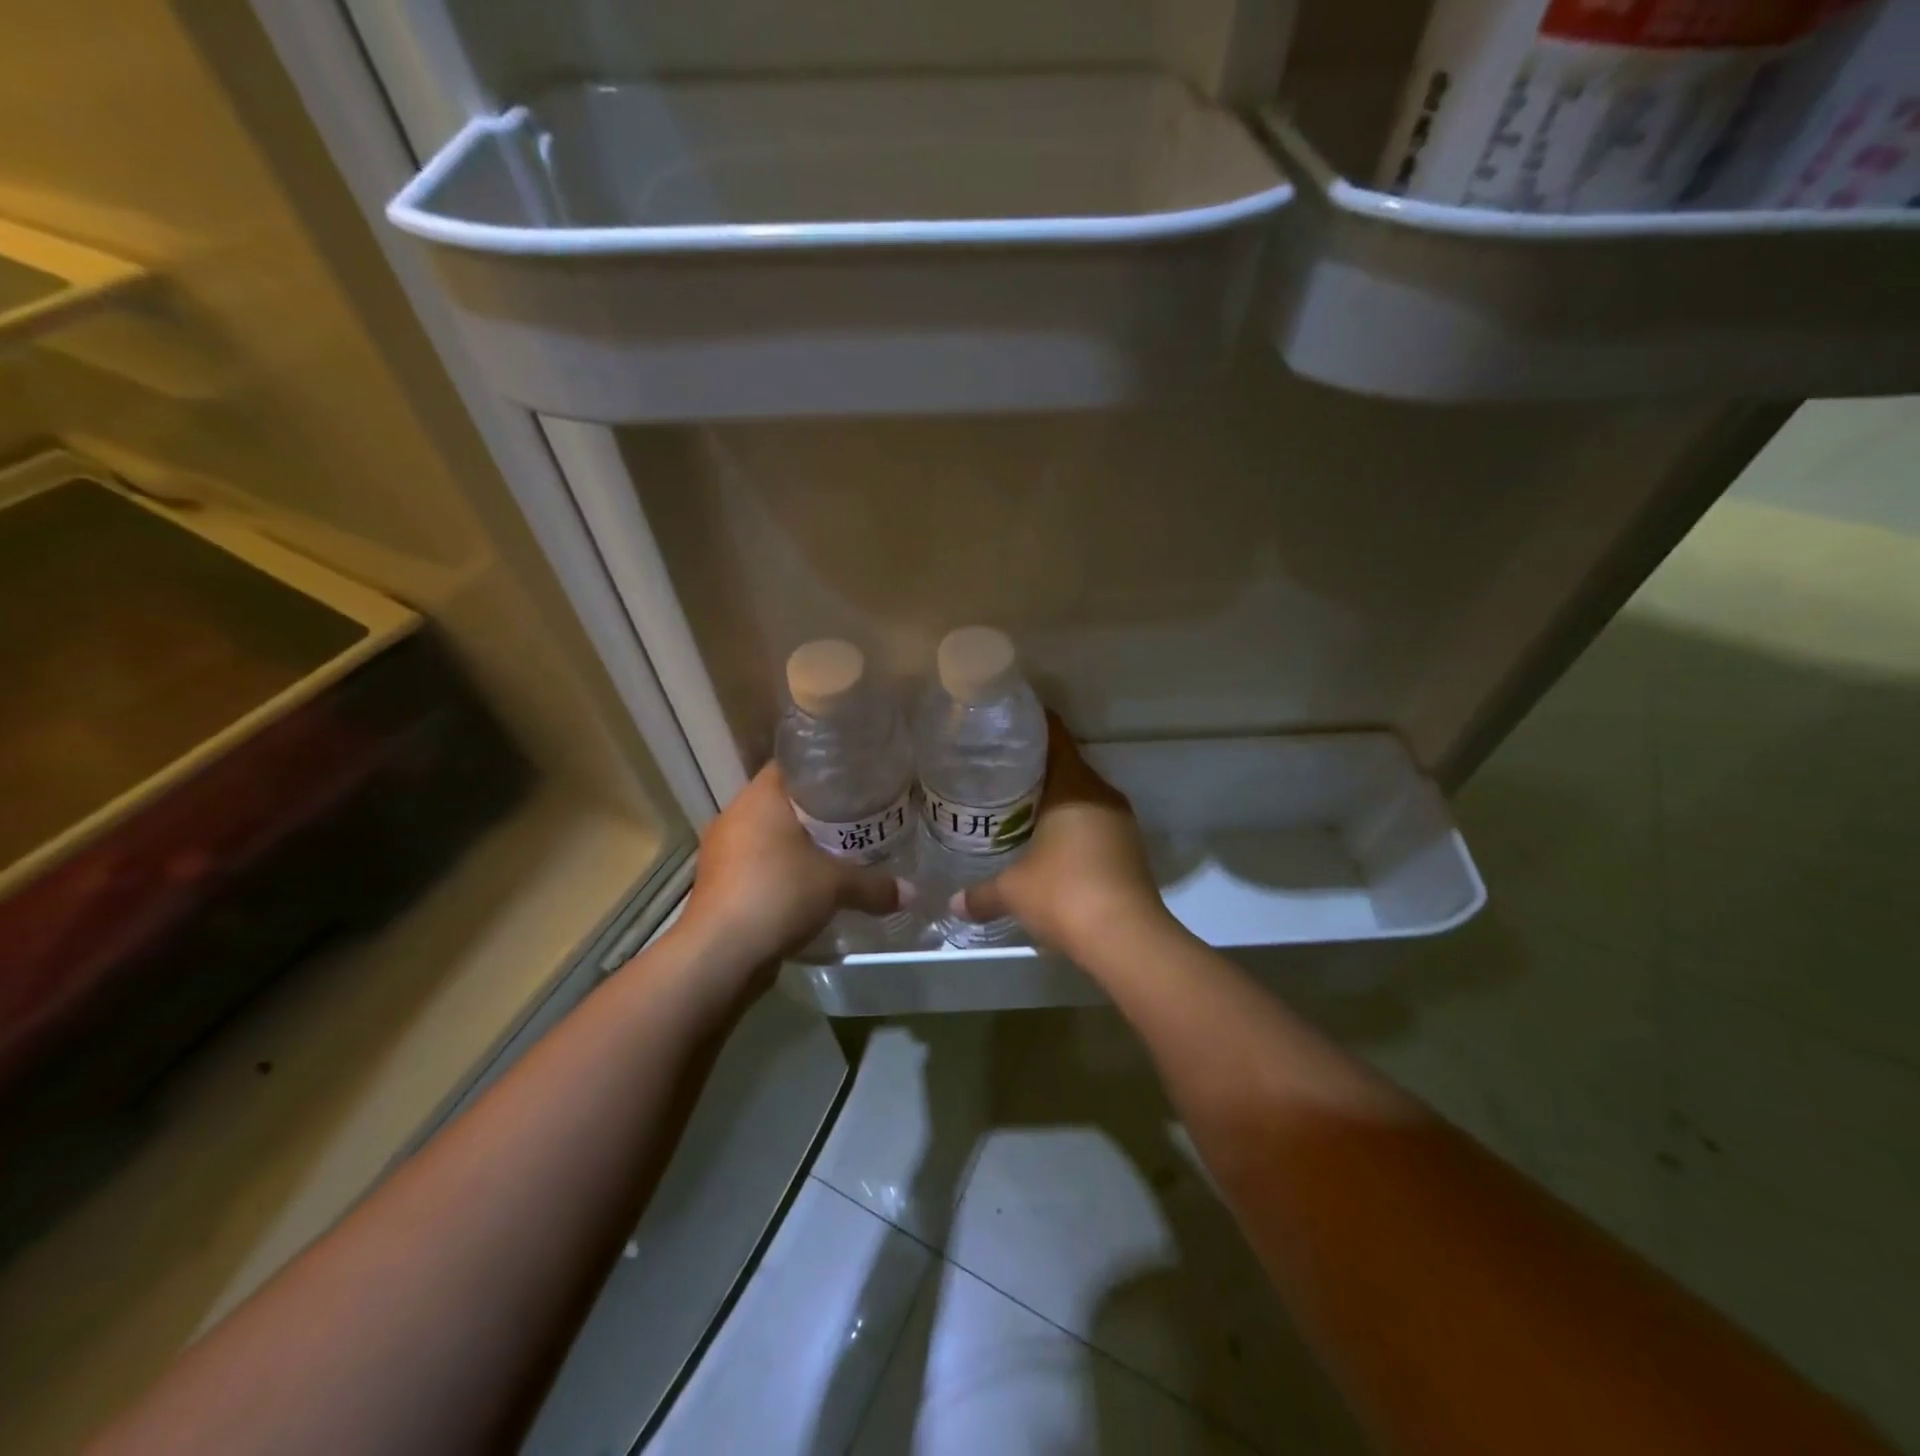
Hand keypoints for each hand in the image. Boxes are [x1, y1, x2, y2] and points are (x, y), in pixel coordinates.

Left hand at [679, 764, 904, 974]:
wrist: (719, 954)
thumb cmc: (778, 894)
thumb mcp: (836, 886)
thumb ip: (875, 885)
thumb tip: (912, 892)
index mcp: (760, 798)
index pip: (792, 765)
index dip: (824, 770)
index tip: (854, 780)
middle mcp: (735, 816)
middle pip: (781, 801)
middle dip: (816, 811)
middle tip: (855, 818)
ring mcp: (721, 851)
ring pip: (767, 836)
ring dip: (796, 844)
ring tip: (836, 852)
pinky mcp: (718, 884)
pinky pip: (756, 865)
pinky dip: (780, 871)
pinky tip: (807, 887)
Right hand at [956, 714, 1171, 954]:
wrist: (1126, 939)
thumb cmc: (1064, 894)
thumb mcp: (1012, 891)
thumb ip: (981, 893)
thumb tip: (952, 903)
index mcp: (1074, 785)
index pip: (1055, 736)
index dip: (1031, 725)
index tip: (1005, 726)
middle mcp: (1102, 794)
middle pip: (1068, 765)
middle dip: (1036, 768)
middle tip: (999, 772)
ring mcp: (1121, 822)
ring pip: (1083, 796)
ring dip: (1056, 800)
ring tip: (1018, 808)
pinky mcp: (1130, 849)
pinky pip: (1095, 823)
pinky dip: (1072, 826)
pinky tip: (1049, 845)